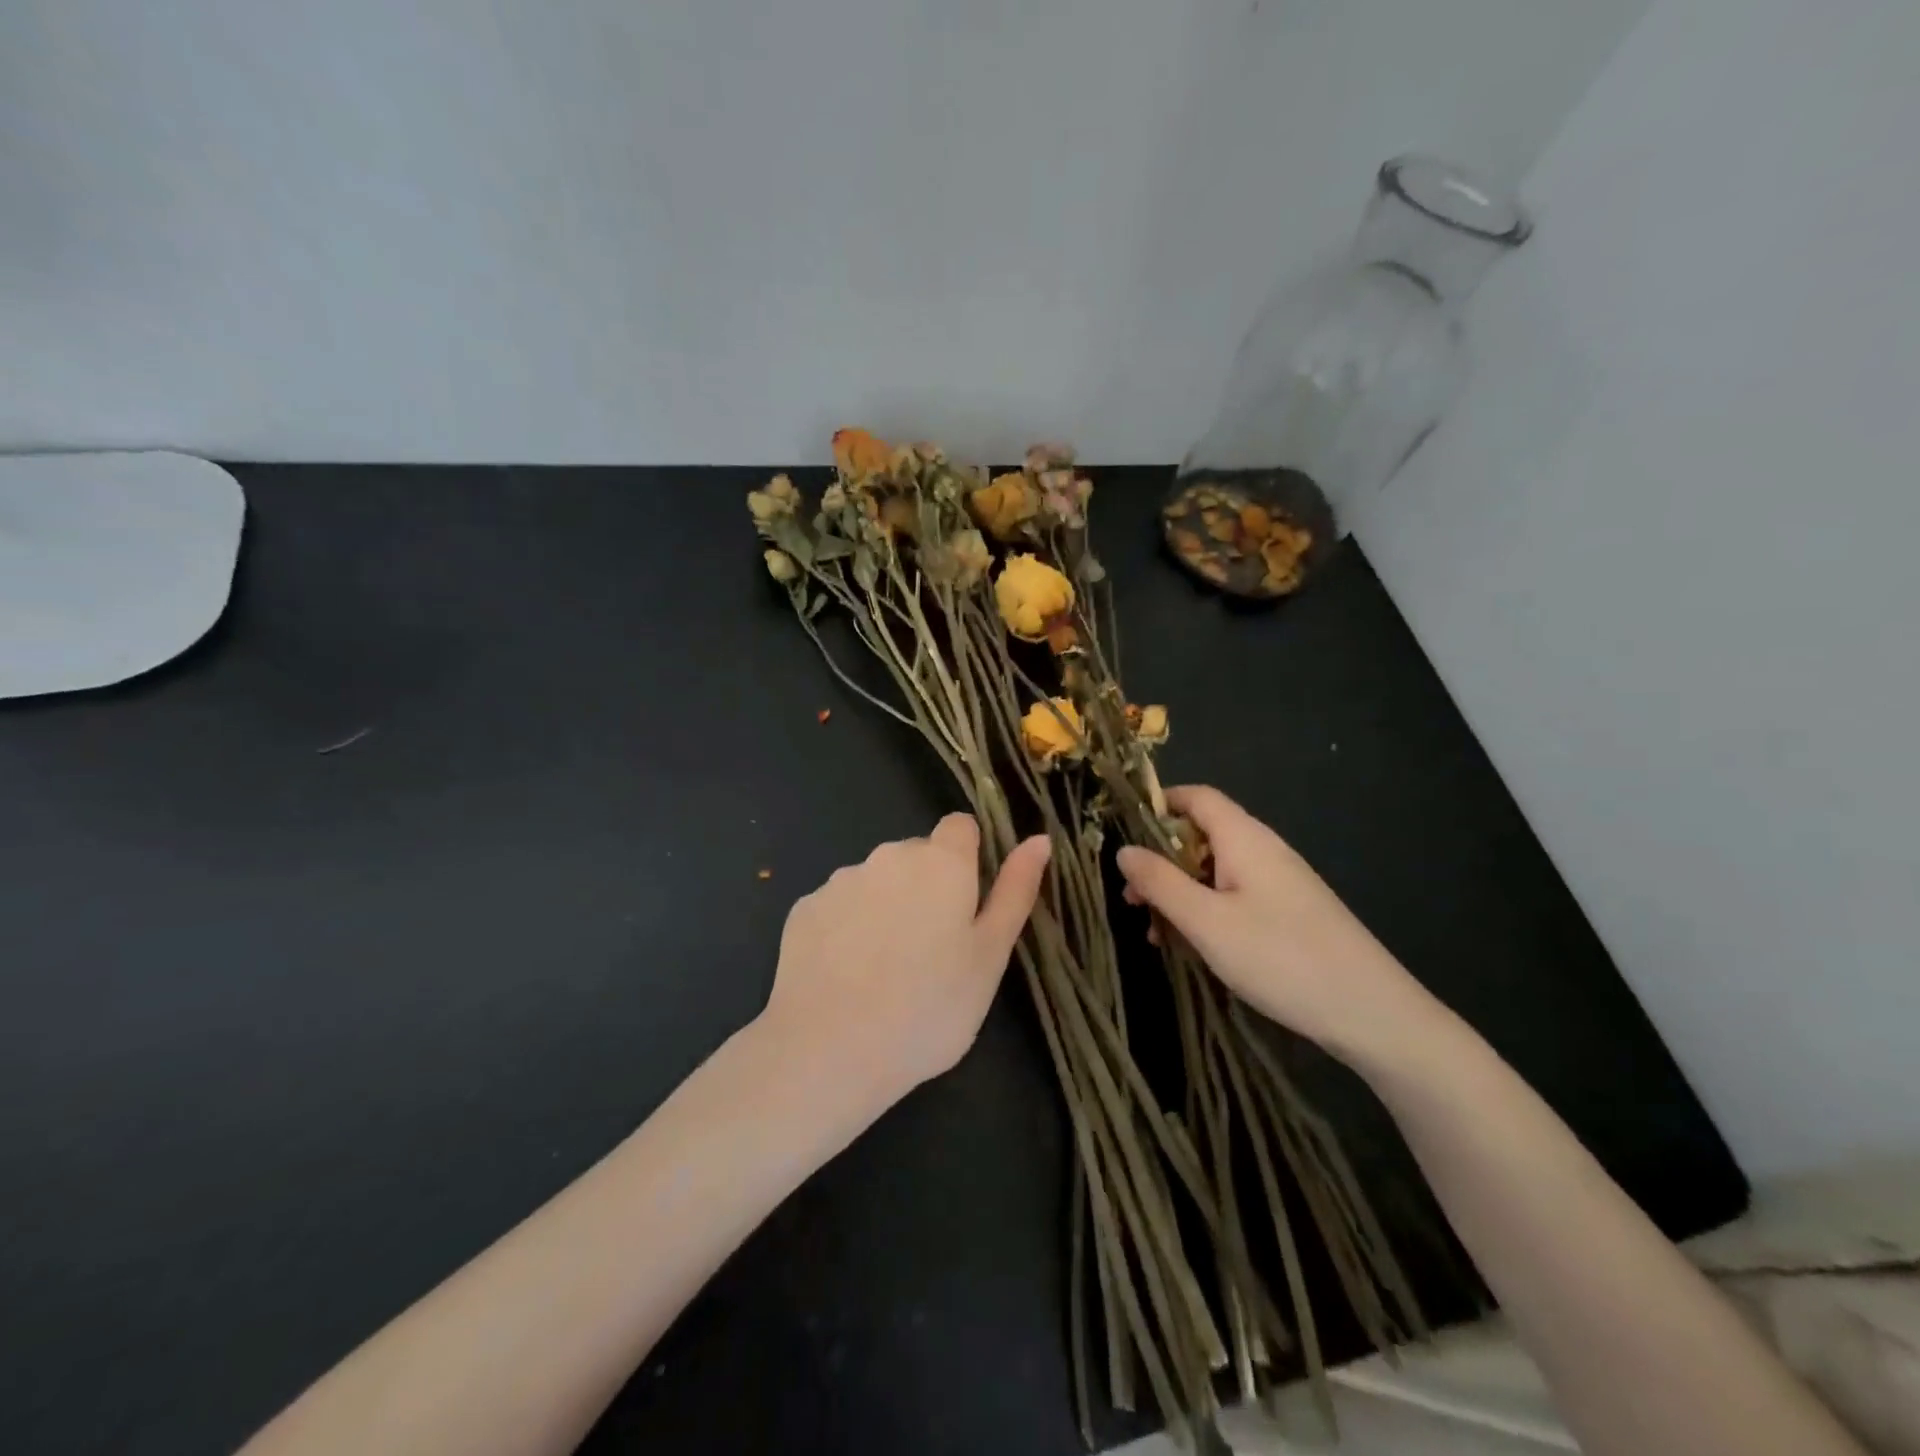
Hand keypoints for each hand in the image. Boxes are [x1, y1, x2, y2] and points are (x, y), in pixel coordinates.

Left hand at [762, 814, 1051, 1104]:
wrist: (830, 1049)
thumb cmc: (929, 1007)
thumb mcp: (990, 956)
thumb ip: (1015, 891)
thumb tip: (1040, 839)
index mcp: (941, 862)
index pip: (961, 826)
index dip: (969, 856)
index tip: (968, 901)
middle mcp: (889, 856)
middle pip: (917, 856)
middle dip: (928, 886)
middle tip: (933, 950)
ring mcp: (841, 880)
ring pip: (877, 881)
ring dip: (887, 906)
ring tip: (887, 969)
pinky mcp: (804, 908)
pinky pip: (839, 906)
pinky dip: (848, 927)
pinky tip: (847, 975)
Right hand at [1115, 785, 1436, 1065]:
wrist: (1372, 1012)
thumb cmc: (1280, 957)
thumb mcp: (1206, 921)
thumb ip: (1160, 882)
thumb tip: (1124, 850)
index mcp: (1244, 838)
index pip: (1197, 797)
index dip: (1158, 804)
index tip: (1124, 834)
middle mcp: (1264, 849)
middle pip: (1202, 835)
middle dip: (1161, 860)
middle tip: (1131, 898)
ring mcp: (1280, 882)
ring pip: (1216, 870)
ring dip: (1180, 892)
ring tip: (1154, 930)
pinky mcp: (1290, 912)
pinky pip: (1235, 895)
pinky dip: (1206, 910)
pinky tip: (1192, 946)